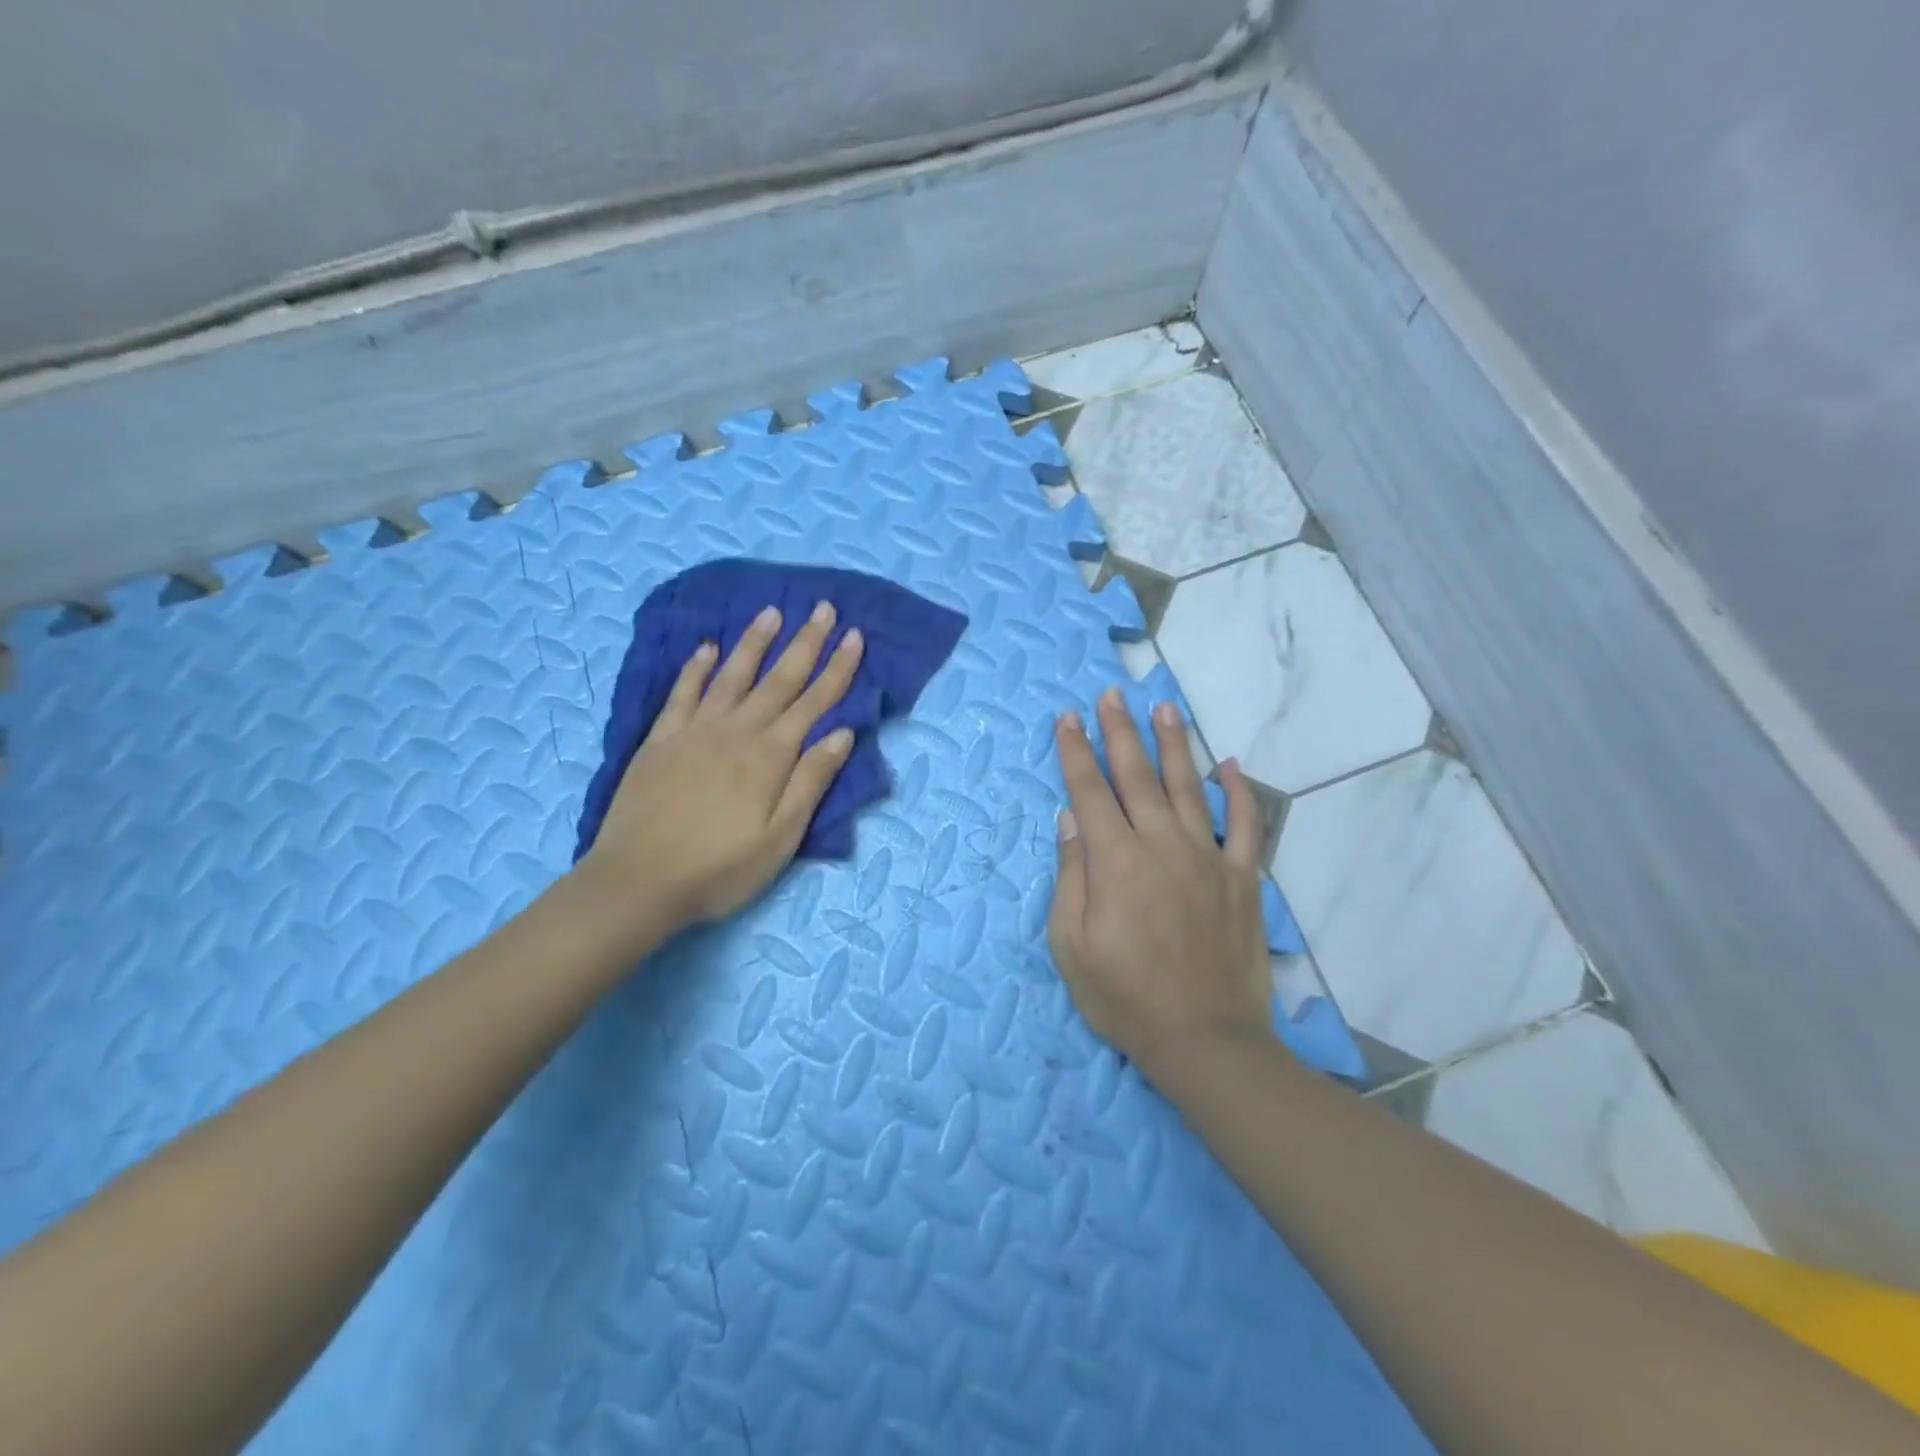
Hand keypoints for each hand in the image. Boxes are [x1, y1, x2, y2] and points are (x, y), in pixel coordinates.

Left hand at [576, 600, 864, 940]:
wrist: (636, 883)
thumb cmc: (719, 869)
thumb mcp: (780, 838)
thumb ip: (810, 782)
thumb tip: (841, 734)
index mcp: (770, 757)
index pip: (814, 702)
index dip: (837, 669)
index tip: (855, 636)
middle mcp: (735, 732)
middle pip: (778, 679)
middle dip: (805, 643)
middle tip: (823, 608)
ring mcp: (694, 732)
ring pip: (732, 676)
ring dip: (754, 643)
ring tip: (772, 612)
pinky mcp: (659, 741)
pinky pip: (682, 694)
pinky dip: (696, 669)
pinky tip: (706, 649)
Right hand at [1048, 688, 1275, 1076]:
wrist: (1205, 1040)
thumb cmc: (1125, 997)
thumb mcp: (1071, 946)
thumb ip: (1071, 877)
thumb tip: (1069, 819)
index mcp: (1116, 862)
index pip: (1089, 791)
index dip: (1076, 752)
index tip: (1068, 719)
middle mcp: (1161, 846)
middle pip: (1136, 776)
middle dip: (1120, 732)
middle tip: (1112, 695)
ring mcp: (1206, 859)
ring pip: (1186, 788)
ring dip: (1173, 744)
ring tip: (1163, 707)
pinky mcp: (1241, 879)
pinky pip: (1243, 826)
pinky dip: (1237, 793)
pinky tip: (1229, 765)